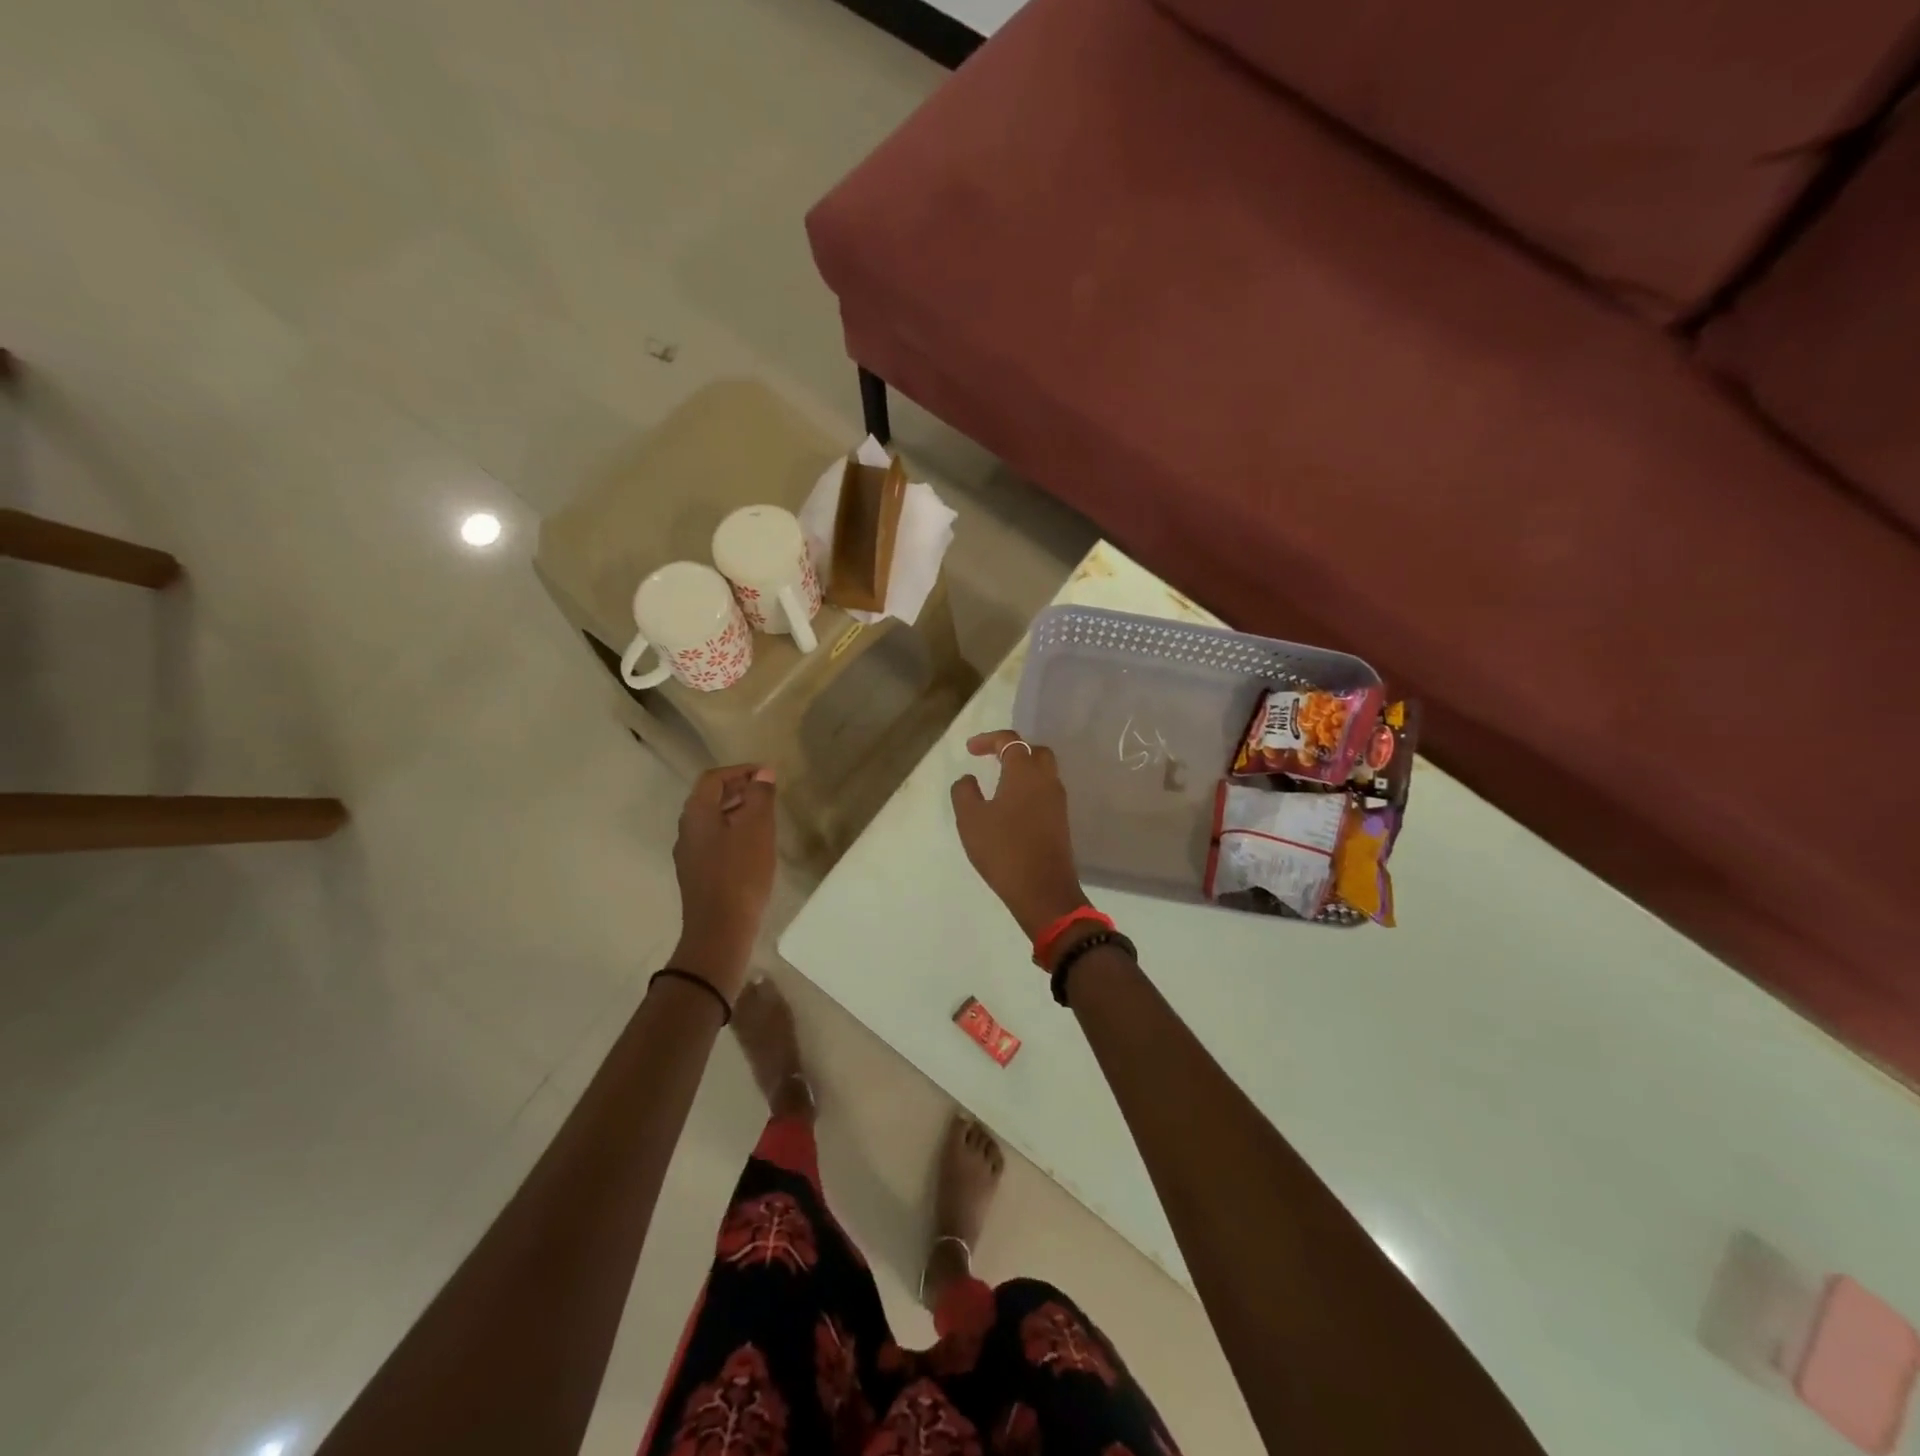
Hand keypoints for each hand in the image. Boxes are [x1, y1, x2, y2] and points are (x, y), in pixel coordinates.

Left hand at [669, 764, 777, 1001]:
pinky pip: (714, 842)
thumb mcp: (757, 829)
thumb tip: (763, 773)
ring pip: (712, 821)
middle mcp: (686, 830)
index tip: (766, 774)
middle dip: (738, 789)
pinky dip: (733, 832)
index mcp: (696, 814)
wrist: (719, 930)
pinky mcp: (697, 875)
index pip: (714, 778)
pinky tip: (754, 846)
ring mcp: (689, 855)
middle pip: (709, 798)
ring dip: (736, 811)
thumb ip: (760, 796)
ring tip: (765, 816)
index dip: (740, 771)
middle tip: (767, 791)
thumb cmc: (740, 873)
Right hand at [950, 730, 1090, 940]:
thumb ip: (964, 792)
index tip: (970, 750)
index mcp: (1025, 772)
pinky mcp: (1061, 822)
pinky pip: (1046, 793)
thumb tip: (968, 779)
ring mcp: (1058, 802)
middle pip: (1035, 752)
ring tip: (1000, 784)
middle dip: (1013, 750)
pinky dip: (1030, 790)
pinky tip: (1012, 807)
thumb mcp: (971, 819)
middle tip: (992, 760)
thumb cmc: (1003, 849)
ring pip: (1044, 773)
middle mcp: (1047, 780)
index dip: (989, 740)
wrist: (1043, 890)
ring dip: (1023, 771)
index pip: (1011, 741)